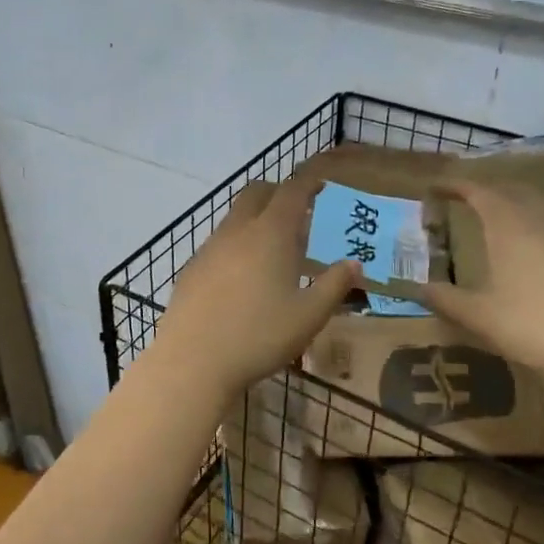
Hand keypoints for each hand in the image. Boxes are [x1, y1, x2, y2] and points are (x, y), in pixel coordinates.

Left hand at [148, 178, 359, 397]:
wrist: (193, 360)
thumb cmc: (259, 335)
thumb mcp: (309, 315)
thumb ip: (334, 285)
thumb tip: (353, 263)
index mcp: (271, 233)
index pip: (291, 192)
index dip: (308, 183)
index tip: (321, 184)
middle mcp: (237, 230)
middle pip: (256, 193)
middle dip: (278, 193)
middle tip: (297, 213)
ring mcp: (209, 248)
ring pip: (234, 218)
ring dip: (255, 220)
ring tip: (272, 249)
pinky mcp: (191, 269)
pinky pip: (218, 244)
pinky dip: (235, 246)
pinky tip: (241, 278)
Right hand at [409, 179, 543, 384]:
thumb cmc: (532, 324)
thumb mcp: (479, 315)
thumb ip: (445, 299)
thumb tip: (415, 288)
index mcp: (508, 226)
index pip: (478, 191)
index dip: (454, 185)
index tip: (434, 187)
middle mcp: (538, 221)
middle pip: (511, 190)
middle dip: (485, 190)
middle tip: (463, 201)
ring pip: (536, 206)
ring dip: (511, 205)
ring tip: (492, 223)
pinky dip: (531, 225)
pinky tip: (526, 253)